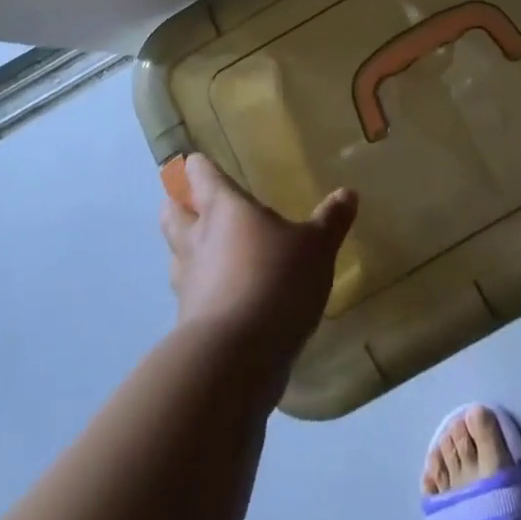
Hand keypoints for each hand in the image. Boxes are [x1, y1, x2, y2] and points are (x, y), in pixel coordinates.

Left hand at [158, 154, 357, 376]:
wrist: (235, 359)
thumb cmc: (276, 280)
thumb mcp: (316, 247)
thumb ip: (330, 220)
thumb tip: (348, 193)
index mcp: (224, 209)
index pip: (201, 176)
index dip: (198, 166)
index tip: (195, 161)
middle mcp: (197, 239)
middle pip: (172, 212)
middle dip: (178, 204)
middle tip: (192, 201)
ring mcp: (188, 283)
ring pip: (175, 254)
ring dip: (185, 248)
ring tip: (207, 249)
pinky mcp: (188, 323)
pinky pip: (189, 294)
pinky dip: (201, 289)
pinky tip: (223, 295)